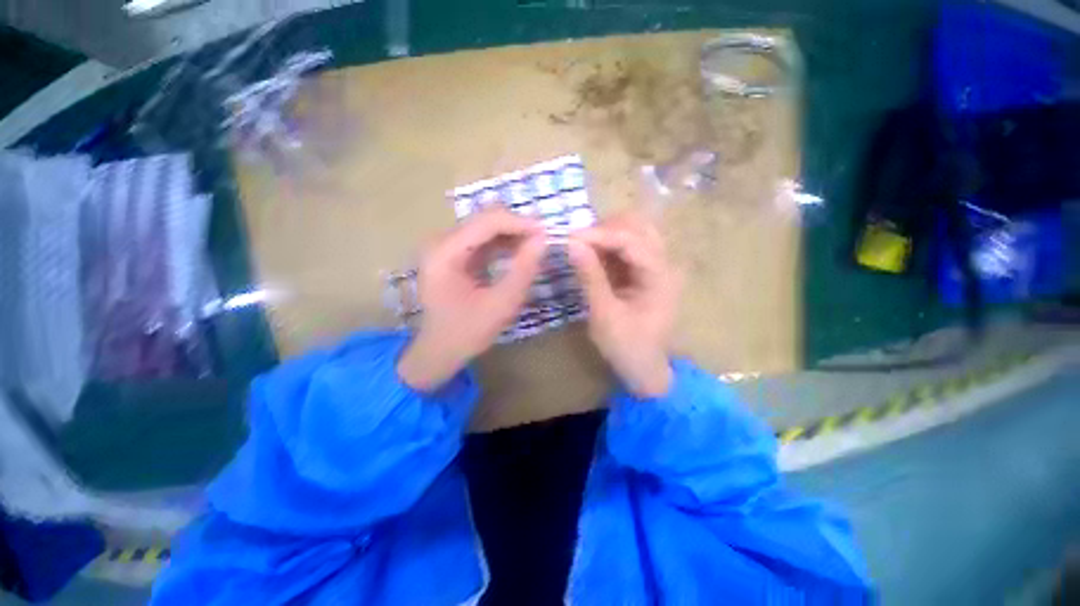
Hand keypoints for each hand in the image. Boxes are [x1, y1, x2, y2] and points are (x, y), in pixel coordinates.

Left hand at [397, 208, 545, 391]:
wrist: (440, 351)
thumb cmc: (467, 333)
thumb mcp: (500, 305)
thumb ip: (523, 271)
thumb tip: (543, 239)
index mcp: (444, 253)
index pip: (486, 222)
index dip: (519, 223)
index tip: (546, 233)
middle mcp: (440, 242)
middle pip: (484, 220)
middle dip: (517, 227)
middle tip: (543, 241)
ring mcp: (445, 247)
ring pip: (486, 227)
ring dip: (512, 235)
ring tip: (535, 248)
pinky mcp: (453, 254)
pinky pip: (483, 240)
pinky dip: (504, 244)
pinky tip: (520, 254)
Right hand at [567, 213, 680, 397]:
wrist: (644, 368)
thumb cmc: (627, 346)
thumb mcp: (604, 314)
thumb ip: (590, 277)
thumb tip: (571, 243)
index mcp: (660, 276)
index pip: (631, 240)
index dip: (599, 235)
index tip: (569, 237)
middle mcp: (663, 264)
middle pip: (638, 226)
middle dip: (605, 229)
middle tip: (577, 243)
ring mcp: (655, 266)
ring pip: (633, 232)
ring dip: (606, 235)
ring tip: (582, 248)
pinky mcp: (644, 272)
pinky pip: (626, 247)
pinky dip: (607, 247)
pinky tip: (591, 256)